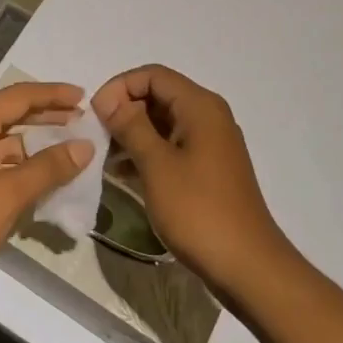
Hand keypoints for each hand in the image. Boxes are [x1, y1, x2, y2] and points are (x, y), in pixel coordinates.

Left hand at [0, 82, 92, 303]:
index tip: (84, 97)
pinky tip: (37, 182)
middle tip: (81, 120)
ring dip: (33, 145)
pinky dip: (16, 167)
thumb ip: (48, 168)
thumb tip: (84, 146)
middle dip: (46, 117)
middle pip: (10, 115)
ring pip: (2, 142)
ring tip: (67, 152)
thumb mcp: (8, 194)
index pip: (20, 96)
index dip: (54, 95)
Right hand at [92, 65, 291, 300]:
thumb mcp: (157, 165)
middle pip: (159, 95)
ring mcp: (211, 144)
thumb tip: (106, 98)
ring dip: (133, 132)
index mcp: (200, 106)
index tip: (95, 114)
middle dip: (124, 109)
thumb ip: (130, 126)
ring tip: (104, 156)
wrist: (247, 267)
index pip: (152, 75)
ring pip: (163, 122)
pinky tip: (123, 172)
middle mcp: (209, 116)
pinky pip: (172, 146)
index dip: (119, 87)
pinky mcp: (208, 169)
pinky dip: (147, 152)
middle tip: (97, 136)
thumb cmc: (199, 211)